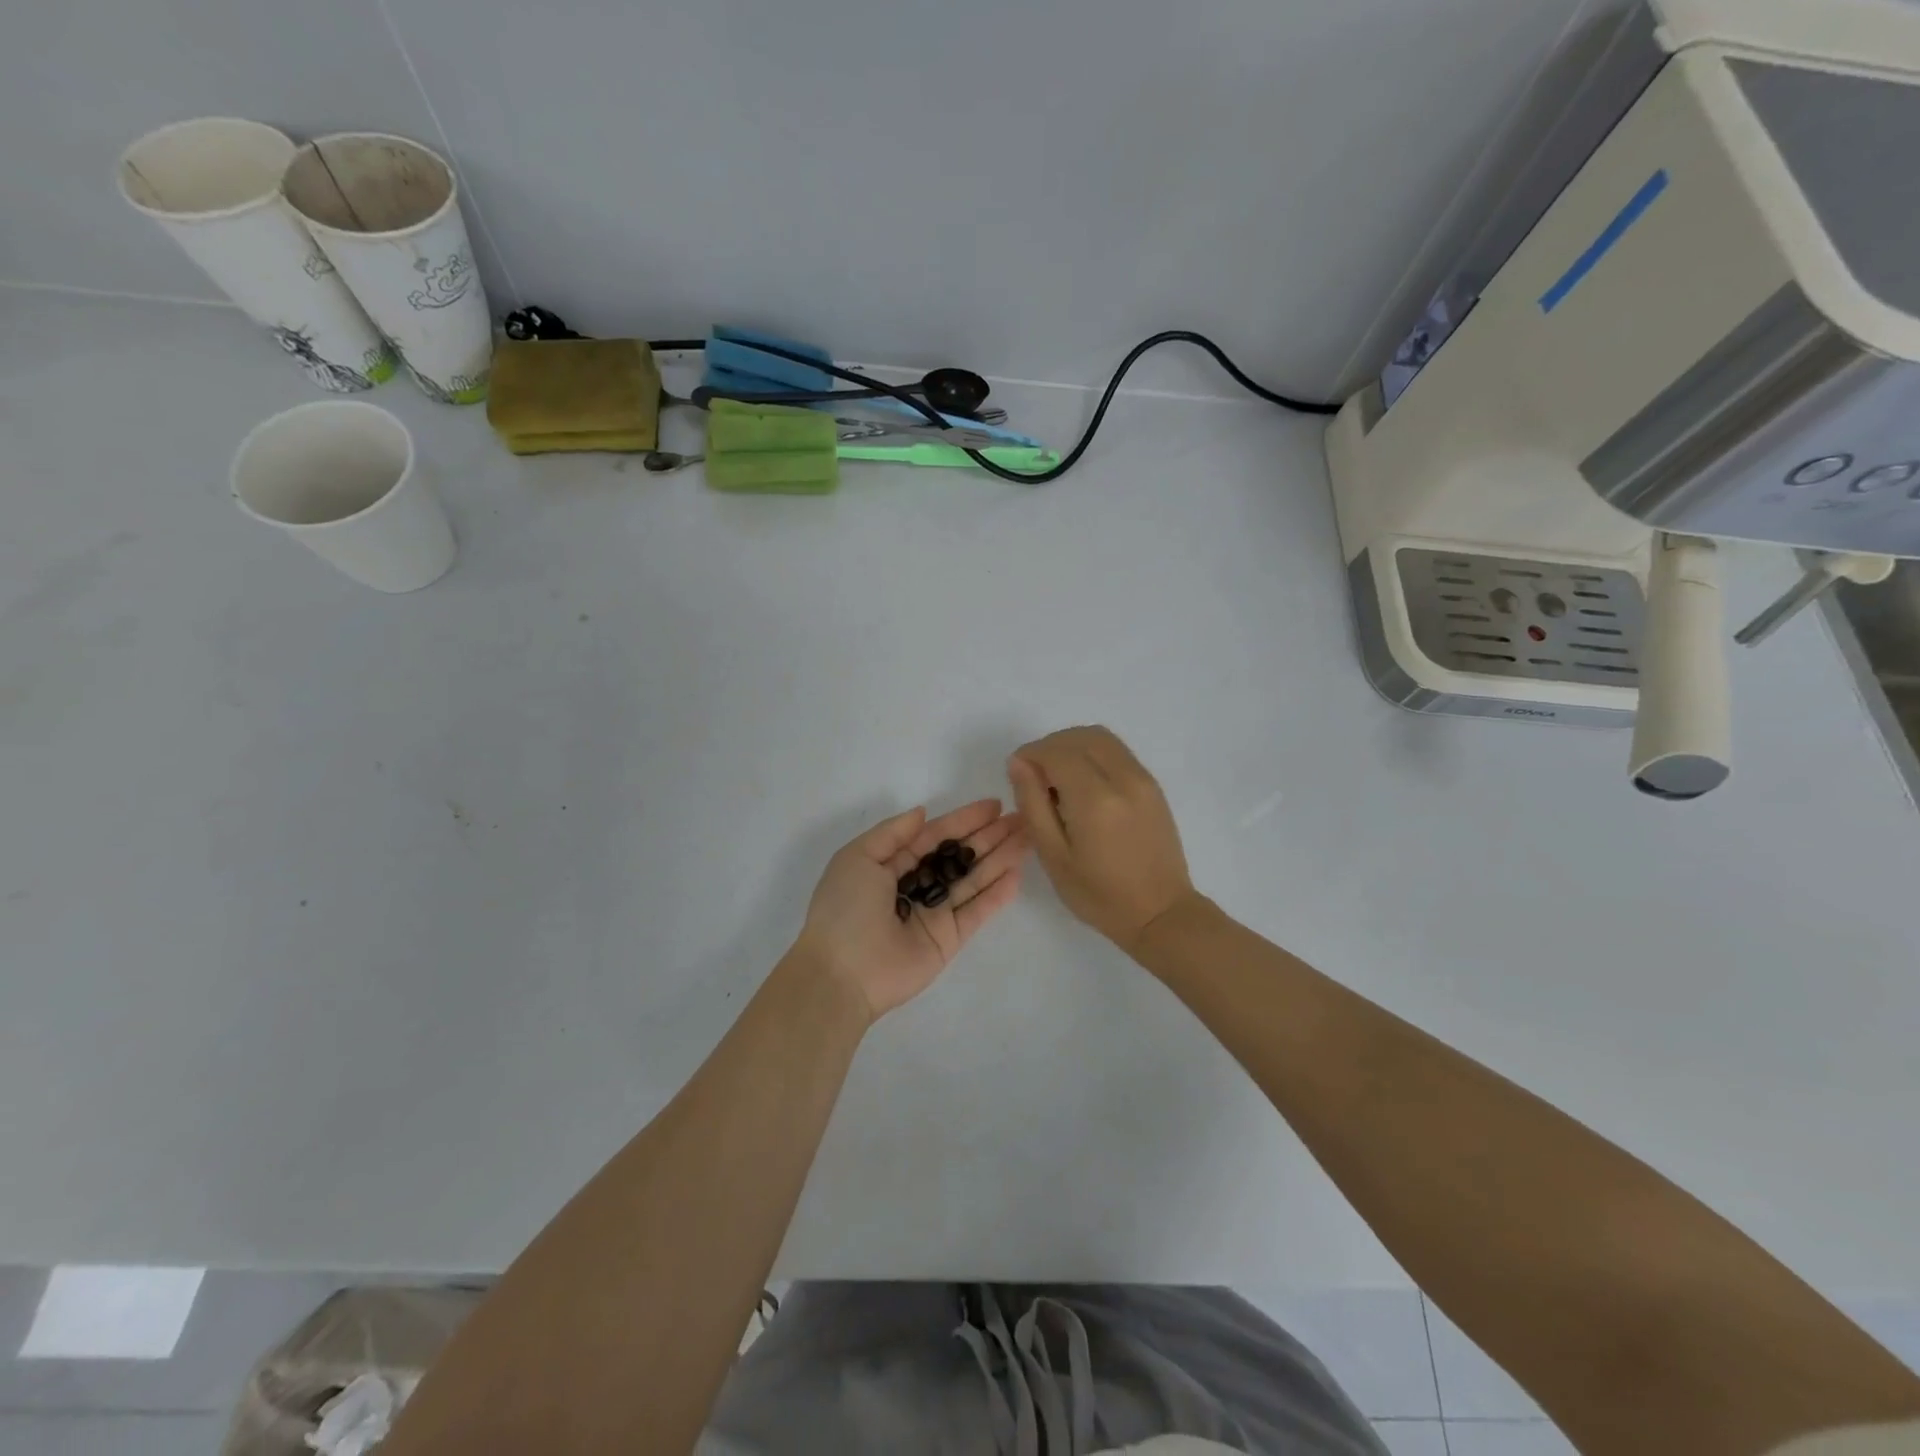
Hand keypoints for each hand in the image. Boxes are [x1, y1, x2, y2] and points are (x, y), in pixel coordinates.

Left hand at [795, 800, 1026, 1021]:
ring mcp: (934, 913)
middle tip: (1021, 819)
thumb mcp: (858, 857)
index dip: (964, 820)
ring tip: (1027, 839)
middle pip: (959, 856)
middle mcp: (916, 886)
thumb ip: (893, 833)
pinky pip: (976, 912)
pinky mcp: (948, 940)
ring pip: (973, 881)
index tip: (994, 805)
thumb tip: (923, 812)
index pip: (935, 836)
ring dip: (999, 859)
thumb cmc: (844, 907)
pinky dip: (996, 894)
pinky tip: (1016, 874)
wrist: (840, 973)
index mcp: (891, 864)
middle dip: (988, 837)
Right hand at [1006, 726, 1196, 954]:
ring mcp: (1142, 778)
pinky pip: (1117, 751)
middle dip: (1049, 747)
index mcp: (1094, 799)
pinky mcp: (1152, 785)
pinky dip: (1092, 754)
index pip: (1056, 752)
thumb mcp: (1053, 856)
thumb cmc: (1099, 895)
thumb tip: (1018, 763)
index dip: (1030, 755)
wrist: (1160, 912)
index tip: (1017, 775)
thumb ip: (1032, 804)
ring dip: (1072, 746)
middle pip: (1078, 737)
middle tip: (1035, 778)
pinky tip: (1083, 785)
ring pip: (1100, 737)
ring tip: (1058, 779)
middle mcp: (1122, 778)